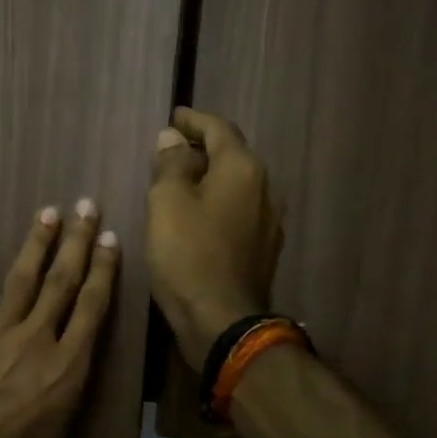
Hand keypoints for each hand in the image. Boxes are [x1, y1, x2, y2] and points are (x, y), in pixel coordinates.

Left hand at [0, 200, 119, 437]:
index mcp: (67, 368)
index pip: (93, 308)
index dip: (104, 271)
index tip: (111, 239)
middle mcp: (37, 339)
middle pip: (63, 281)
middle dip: (78, 241)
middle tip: (87, 206)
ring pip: (23, 278)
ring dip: (36, 243)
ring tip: (48, 211)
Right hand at [146, 107, 284, 369]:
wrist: (221, 320)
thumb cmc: (188, 255)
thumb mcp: (166, 203)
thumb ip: (170, 164)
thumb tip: (172, 139)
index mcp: (243, 168)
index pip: (219, 129)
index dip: (193, 121)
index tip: (174, 117)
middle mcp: (265, 187)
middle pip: (233, 156)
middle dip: (203, 149)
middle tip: (172, 150)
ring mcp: (269, 221)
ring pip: (237, 185)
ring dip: (211, 178)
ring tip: (182, 183)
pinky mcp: (263, 249)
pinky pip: (239, 212)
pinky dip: (218, 204)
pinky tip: (199, 217)